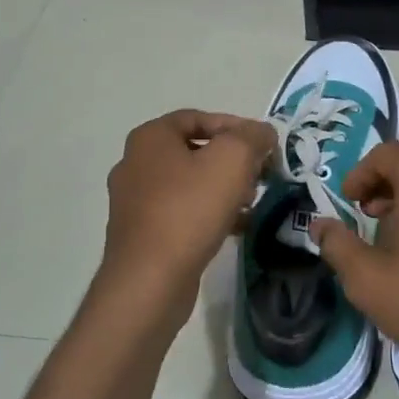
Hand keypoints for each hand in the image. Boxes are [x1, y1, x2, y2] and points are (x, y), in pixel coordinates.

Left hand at [98, 109, 275, 320]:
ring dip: (223, 189)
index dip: (235, 126)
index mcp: (150, 138)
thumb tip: (263, 133)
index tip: (264, 145)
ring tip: (251, 203)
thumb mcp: (232, 160)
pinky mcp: (142, 234)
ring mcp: (135, 202)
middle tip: (260, 175)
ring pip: (190, 184)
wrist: (150, 280)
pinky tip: (235, 228)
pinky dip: (209, 214)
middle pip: (195, 151)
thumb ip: (252, 137)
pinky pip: (182, 213)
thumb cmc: (189, 210)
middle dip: (232, 161)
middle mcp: (136, 164)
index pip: (198, 118)